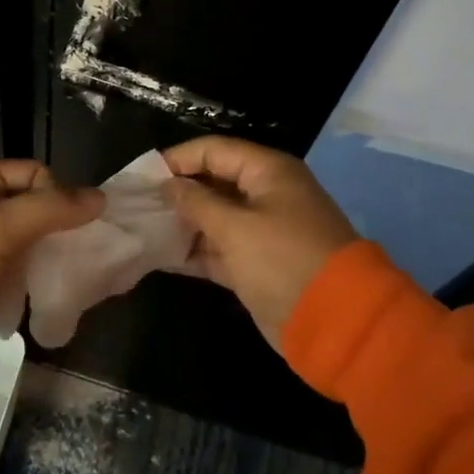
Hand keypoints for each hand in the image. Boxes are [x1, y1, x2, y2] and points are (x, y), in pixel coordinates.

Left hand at [0, 161, 103, 329]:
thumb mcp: (3, 226)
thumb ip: (53, 208)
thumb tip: (101, 198)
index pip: (32, 172)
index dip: (56, 193)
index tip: (67, 225)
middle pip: (26, 203)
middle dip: (51, 224)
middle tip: (67, 251)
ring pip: (18, 236)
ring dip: (38, 250)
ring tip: (51, 272)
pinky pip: (6, 263)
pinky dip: (22, 272)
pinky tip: (31, 288)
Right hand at [163, 137, 357, 350]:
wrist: (335, 322)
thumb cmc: (282, 260)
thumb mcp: (235, 228)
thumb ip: (197, 203)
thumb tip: (168, 185)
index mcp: (267, 172)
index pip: (214, 151)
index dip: (178, 159)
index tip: (143, 175)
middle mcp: (265, 194)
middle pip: (213, 182)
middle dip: (177, 192)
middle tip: (138, 203)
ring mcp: (262, 230)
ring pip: (214, 217)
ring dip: (183, 223)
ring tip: (144, 229)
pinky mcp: (257, 263)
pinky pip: (219, 248)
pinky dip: (195, 251)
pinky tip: (162, 256)